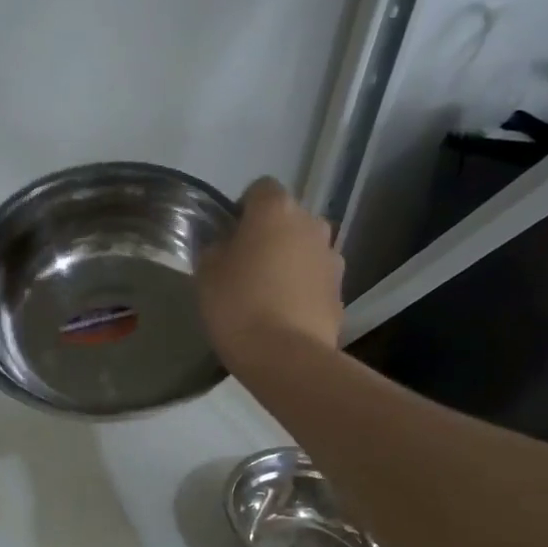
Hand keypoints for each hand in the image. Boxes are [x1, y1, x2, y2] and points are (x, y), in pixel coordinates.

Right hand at [198, 178, 344, 373]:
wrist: (286, 357)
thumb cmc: (238, 306)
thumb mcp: (206, 275)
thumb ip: (215, 249)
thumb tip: (225, 246)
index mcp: (276, 210)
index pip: (260, 189)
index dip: (242, 209)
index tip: (228, 236)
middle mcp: (312, 224)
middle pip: (287, 219)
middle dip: (269, 235)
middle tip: (245, 266)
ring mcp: (332, 257)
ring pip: (304, 249)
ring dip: (289, 262)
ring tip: (266, 294)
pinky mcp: (341, 291)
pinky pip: (315, 280)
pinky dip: (302, 289)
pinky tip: (283, 315)